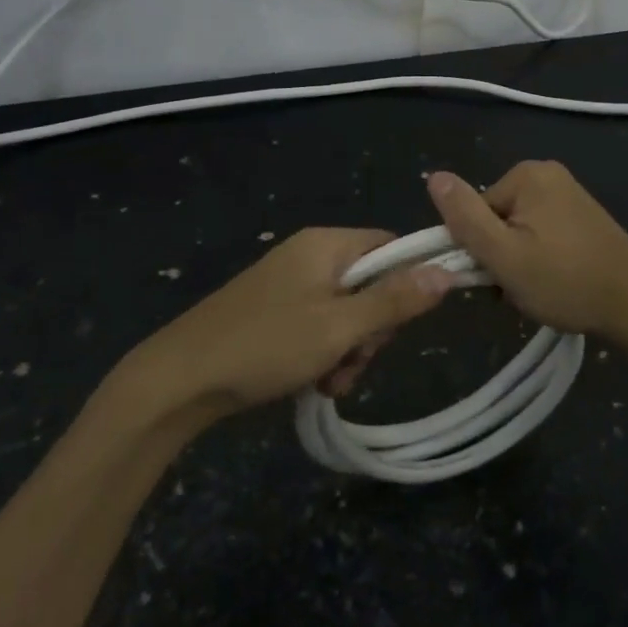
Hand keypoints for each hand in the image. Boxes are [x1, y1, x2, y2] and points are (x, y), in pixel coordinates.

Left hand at [131, 228, 452, 420]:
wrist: (181, 379)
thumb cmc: (266, 345)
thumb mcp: (339, 326)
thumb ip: (394, 300)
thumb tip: (447, 271)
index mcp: (326, 244)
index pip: (390, 247)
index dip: (407, 283)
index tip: (401, 324)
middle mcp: (309, 255)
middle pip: (370, 284)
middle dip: (372, 329)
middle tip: (353, 359)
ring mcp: (290, 284)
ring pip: (347, 312)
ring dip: (349, 350)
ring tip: (330, 380)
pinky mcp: (275, 311)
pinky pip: (319, 325)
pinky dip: (324, 354)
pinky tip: (313, 382)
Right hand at [426, 162, 627, 348]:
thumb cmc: (566, 281)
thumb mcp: (503, 255)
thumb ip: (464, 217)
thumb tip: (433, 176)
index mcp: (527, 175)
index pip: (475, 210)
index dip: (478, 248)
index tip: (496, 277)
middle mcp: (548, 174)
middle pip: (496, 218)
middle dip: (499, 256)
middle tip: (519, 287)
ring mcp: (569, 195)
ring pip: (517, 231)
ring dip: (518, 262)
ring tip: (539, 290)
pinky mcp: (582, 217)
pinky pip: (541, 234)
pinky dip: (539, 260)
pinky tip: (555, 283)